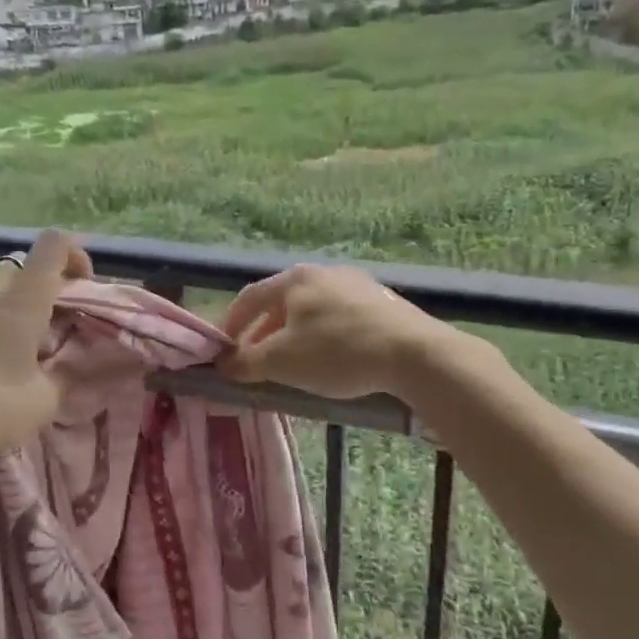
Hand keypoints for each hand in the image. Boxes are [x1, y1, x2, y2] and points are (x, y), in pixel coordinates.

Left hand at [0, 231, 92, 467]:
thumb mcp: (42, 402)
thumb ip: (64, 375)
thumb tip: (69, 364)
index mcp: (22, 299)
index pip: (54, 245)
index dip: (76, 255)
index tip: (83, 288)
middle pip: (24, 269)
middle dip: (44, 291)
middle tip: (53, 330)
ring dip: (14, 308)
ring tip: (19, 351)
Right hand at [219, 262, 495, 400]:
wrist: (415, 354)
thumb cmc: (337, 352)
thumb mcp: (282, 361)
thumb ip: (247, 361)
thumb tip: (223, 365)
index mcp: (295, 279)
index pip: (250, 297)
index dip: (231, 324)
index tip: (222, 351)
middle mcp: (324, 273)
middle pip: (281, 303)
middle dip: (263, 333)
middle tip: (255, 361)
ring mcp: (357, 285)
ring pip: (312, 311)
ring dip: (294, 336)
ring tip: (292, 364)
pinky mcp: (383, 303)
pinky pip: (340, 318)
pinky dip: (324, 337)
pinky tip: (330, 360)